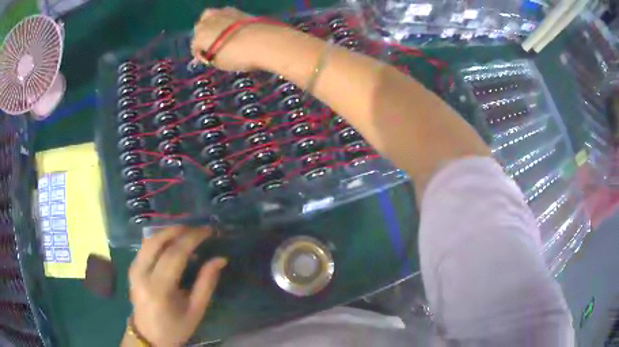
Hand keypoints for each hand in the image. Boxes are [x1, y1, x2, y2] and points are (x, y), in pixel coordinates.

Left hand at [127, 226, 226, 345]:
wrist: (149, 336)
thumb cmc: (176, 327)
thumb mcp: (196, 310)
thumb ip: (207, 283)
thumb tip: (220, 259)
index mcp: (159, 288)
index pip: (175, 253)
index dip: (193, 238)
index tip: (209, 231)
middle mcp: (142, 274)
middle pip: (157, 241)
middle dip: (179, 229)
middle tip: (198, 229)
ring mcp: (134, 269)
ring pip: (149, 240)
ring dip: (168, 232)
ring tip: (187, 233)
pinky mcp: (132, 268)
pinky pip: (145, 246)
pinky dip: (160, 240)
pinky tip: (173, 243)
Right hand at [191, 7, 277, 70]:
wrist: (265, 41)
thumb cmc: (239, 56)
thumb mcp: (221, 63)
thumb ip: (212, 57)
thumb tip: (212, 54)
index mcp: (200, 36)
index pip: (194, 46)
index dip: (200, 55)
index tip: (208, 60)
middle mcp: (208, 21)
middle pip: (199, 28)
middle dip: (203, 37)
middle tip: (212, 47)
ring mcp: (223, 13)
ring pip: (209, 16)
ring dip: (210, 24)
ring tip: (218, 33)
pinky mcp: (237, 10)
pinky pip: (224, 13)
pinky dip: (223, 20)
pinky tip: (230, 27)